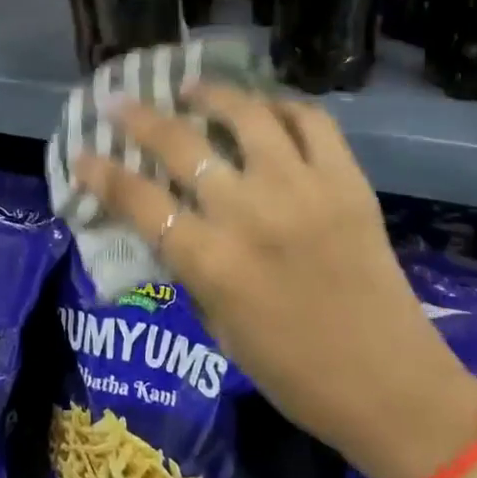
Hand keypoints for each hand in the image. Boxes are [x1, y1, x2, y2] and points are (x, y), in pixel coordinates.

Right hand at [73, 86, 476, 477]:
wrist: (393, 388)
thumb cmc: (294, 373)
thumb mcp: (219, 326)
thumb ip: (190, 266)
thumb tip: (165, 218)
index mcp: (213, 263)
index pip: (140, 201)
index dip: (102, 173)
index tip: (83, 153)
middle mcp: (252, 215)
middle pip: (182, 145)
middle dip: (139, 117)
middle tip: (119, 101)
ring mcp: (304, 191)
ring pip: (247, 115)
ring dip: (211, 94)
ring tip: (192, 89)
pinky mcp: (348, 183)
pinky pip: (312, 122)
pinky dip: (282, 107)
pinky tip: (265, 109)